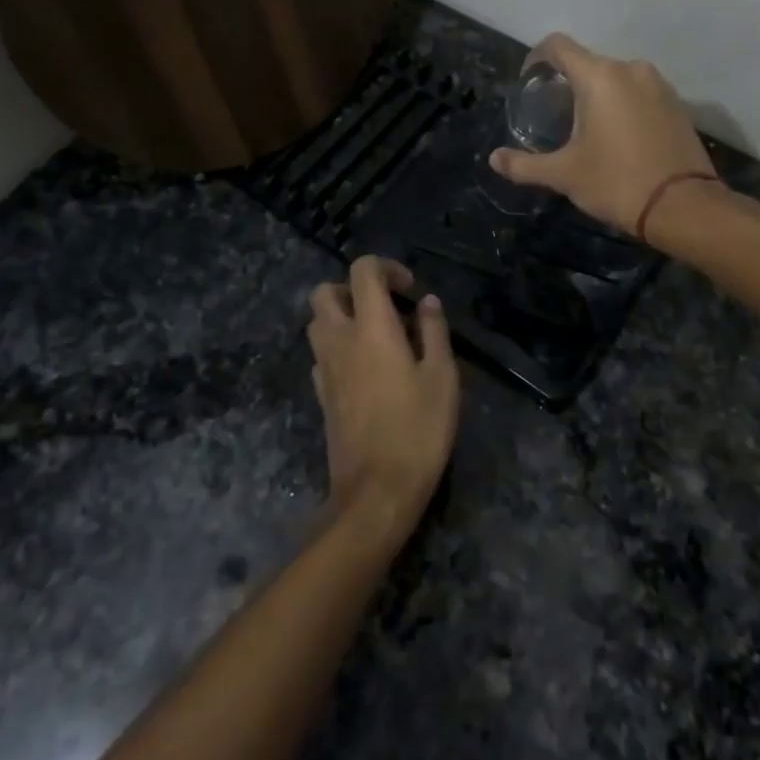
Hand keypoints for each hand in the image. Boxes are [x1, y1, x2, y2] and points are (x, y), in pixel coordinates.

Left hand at [307, 257, 459, 529]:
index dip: (386, 268)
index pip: (362, 271)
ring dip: (341, 317)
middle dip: (352, 288)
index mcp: (371, 327)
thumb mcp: (442, 377)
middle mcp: (339, 340)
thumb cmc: (418, 430)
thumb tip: (427, 302)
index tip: (409, 290)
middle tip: (385, 307)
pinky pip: (321, 355)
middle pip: (324, 292)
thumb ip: (433, 331)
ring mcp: (324, 369)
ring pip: (317, 323)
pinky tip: (366, 370)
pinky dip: (338, 348)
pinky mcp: (320, 395)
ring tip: (377, 336)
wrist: (376, 491)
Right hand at [489, 34, 717, 241]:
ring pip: (615, 77)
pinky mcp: (677, 103)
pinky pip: (639, 92)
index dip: (536, 58)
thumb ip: (524, 165)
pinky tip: (617, 135)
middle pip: (587, 62)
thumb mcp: (564, 175)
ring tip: (584, 126)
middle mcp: (630, 69)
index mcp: (599, 77)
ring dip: (596, 93)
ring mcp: (659, 84)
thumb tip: (494, 159)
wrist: (684, 206)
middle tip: (553, 113)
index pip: (558, 46)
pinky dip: (622, 104)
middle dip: (567, 82)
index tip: (529, 82)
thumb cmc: (617, 183)